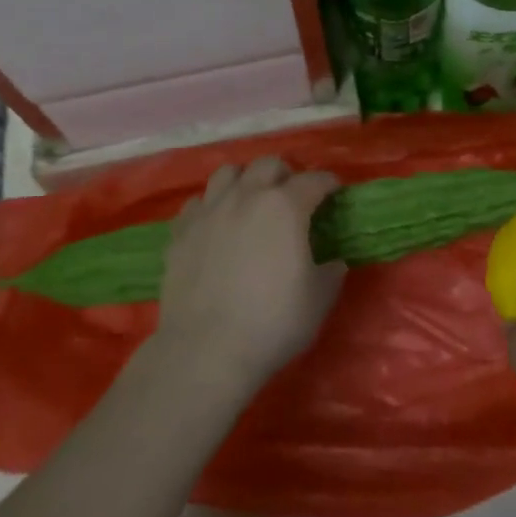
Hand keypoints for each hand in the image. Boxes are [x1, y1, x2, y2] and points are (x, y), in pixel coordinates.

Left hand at [153, 157, 343, 396]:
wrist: (205, 351)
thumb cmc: (272, 322)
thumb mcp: (319, 299)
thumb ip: (331, 272)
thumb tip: (333, 262)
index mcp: (285, 207)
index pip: (314, 180)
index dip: (329, 183)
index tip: (335, 192)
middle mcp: (246, 197)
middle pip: (268, 165)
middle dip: (286, 174)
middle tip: (292, 196)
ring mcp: (209, 211)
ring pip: (228, 173)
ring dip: (245, 181)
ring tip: (251, 201)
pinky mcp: (180, 232)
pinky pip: (197, 203)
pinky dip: (211, 207)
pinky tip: (217, 226)